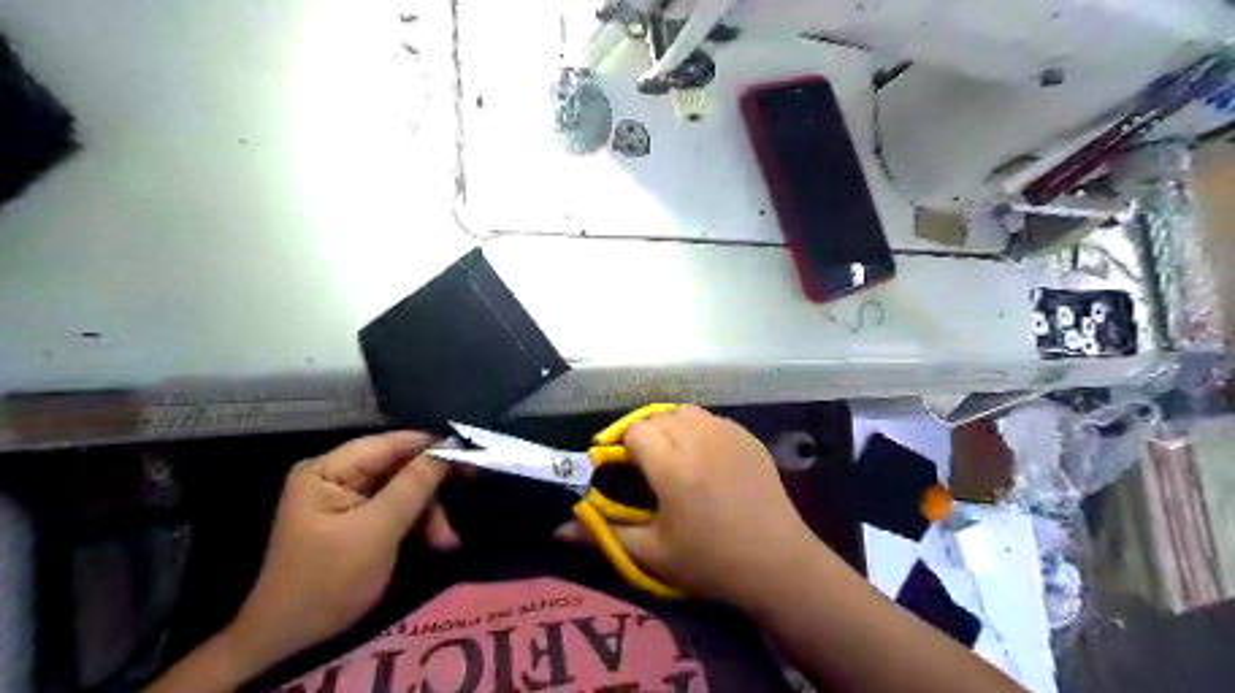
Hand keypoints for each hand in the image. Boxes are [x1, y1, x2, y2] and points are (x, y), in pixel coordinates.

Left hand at [226, 432, 449, 669]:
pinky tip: (435, 542)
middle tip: (463, 504)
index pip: (390, 444)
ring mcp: (346, 497)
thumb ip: (414, 485)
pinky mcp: (357, 519)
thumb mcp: (377, 531)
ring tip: (444, 541)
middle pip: (400, 466)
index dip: (432, 447)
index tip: (472, 457)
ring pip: (404, 488)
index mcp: (329, 470)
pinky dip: (418, 524)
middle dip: (431, 490)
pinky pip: (398, 507)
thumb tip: (451, 447)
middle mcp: (337, 475)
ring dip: (429, 512)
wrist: (290, 640)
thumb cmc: (328, 581)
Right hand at [566, 406, 816, 604]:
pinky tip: (704, 457)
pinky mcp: (748, 437)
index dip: (621, 445)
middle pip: (658, 416)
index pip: (634, 430)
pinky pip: (712, 419)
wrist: (777, 563)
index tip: (618, 466)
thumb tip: (558, 529)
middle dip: (644, 434)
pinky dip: (699, 429)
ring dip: (671, 427)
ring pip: (685, 411)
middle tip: (645, 465)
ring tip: (673, 456)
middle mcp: (698, 438)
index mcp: (672, 465)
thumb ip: (603, 534)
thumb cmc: (710, 562)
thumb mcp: (651, 553)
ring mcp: (727, 433)